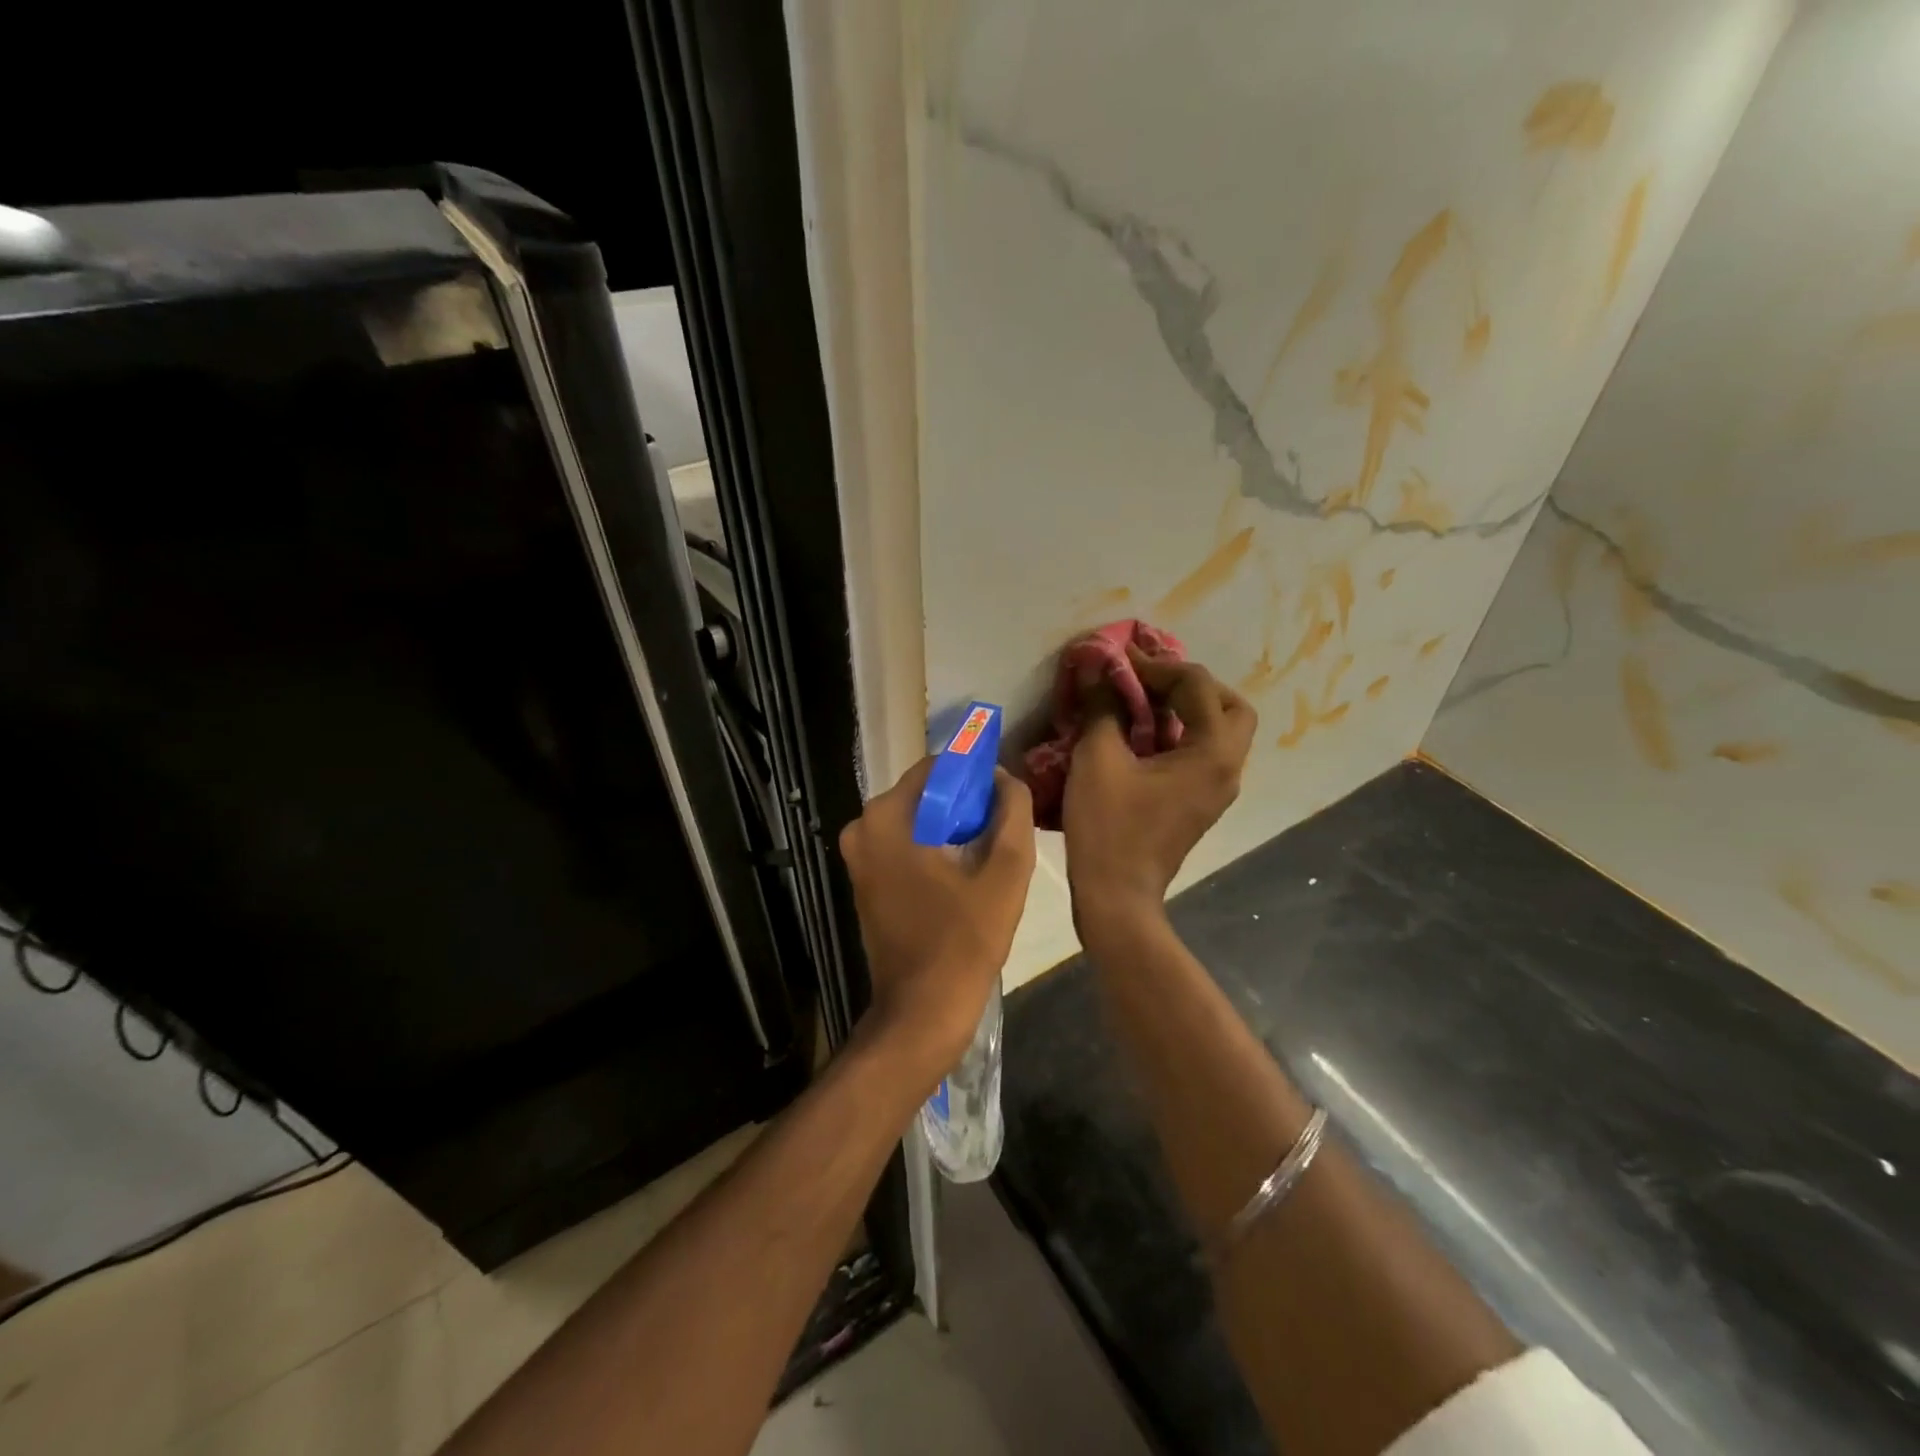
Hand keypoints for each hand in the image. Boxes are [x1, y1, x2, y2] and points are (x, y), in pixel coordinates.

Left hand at [839, 758, 1036, 1082]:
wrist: (921, 1012)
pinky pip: (905, 845)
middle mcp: (862, 828)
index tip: (1005, 796)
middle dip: (965, 804)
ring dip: (952, 828)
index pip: (937, 767)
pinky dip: (934, 848)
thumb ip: (1011, 812)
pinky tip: (966, 872)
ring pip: (917, 820)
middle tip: (1002, 829)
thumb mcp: (1006, 872)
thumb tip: (1004, 778)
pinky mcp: (865, 880)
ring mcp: (859, 857)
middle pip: (925, 794)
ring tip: (989, 853)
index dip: (975, 775)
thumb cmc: (964, 942)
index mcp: (887, 817)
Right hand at [1063, 650, 1256, 922]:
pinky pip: (1201, 753)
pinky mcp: (1199, 803)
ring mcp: (1217, 789)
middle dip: (1191, 684)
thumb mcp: (1098, 758)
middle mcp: (1228, 767)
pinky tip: (1141, 735)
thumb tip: (1098, 668)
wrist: (1117, 896)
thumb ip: (1103, 706)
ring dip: (1186, 708)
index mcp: (1212, 752)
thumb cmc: (1108, 826)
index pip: (1197, 685)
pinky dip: (1179, 734)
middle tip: (1150, 680)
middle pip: (1229, 706)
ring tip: (1142, 701)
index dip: (1157, 664)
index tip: (1119, 658)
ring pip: (1218, 731)